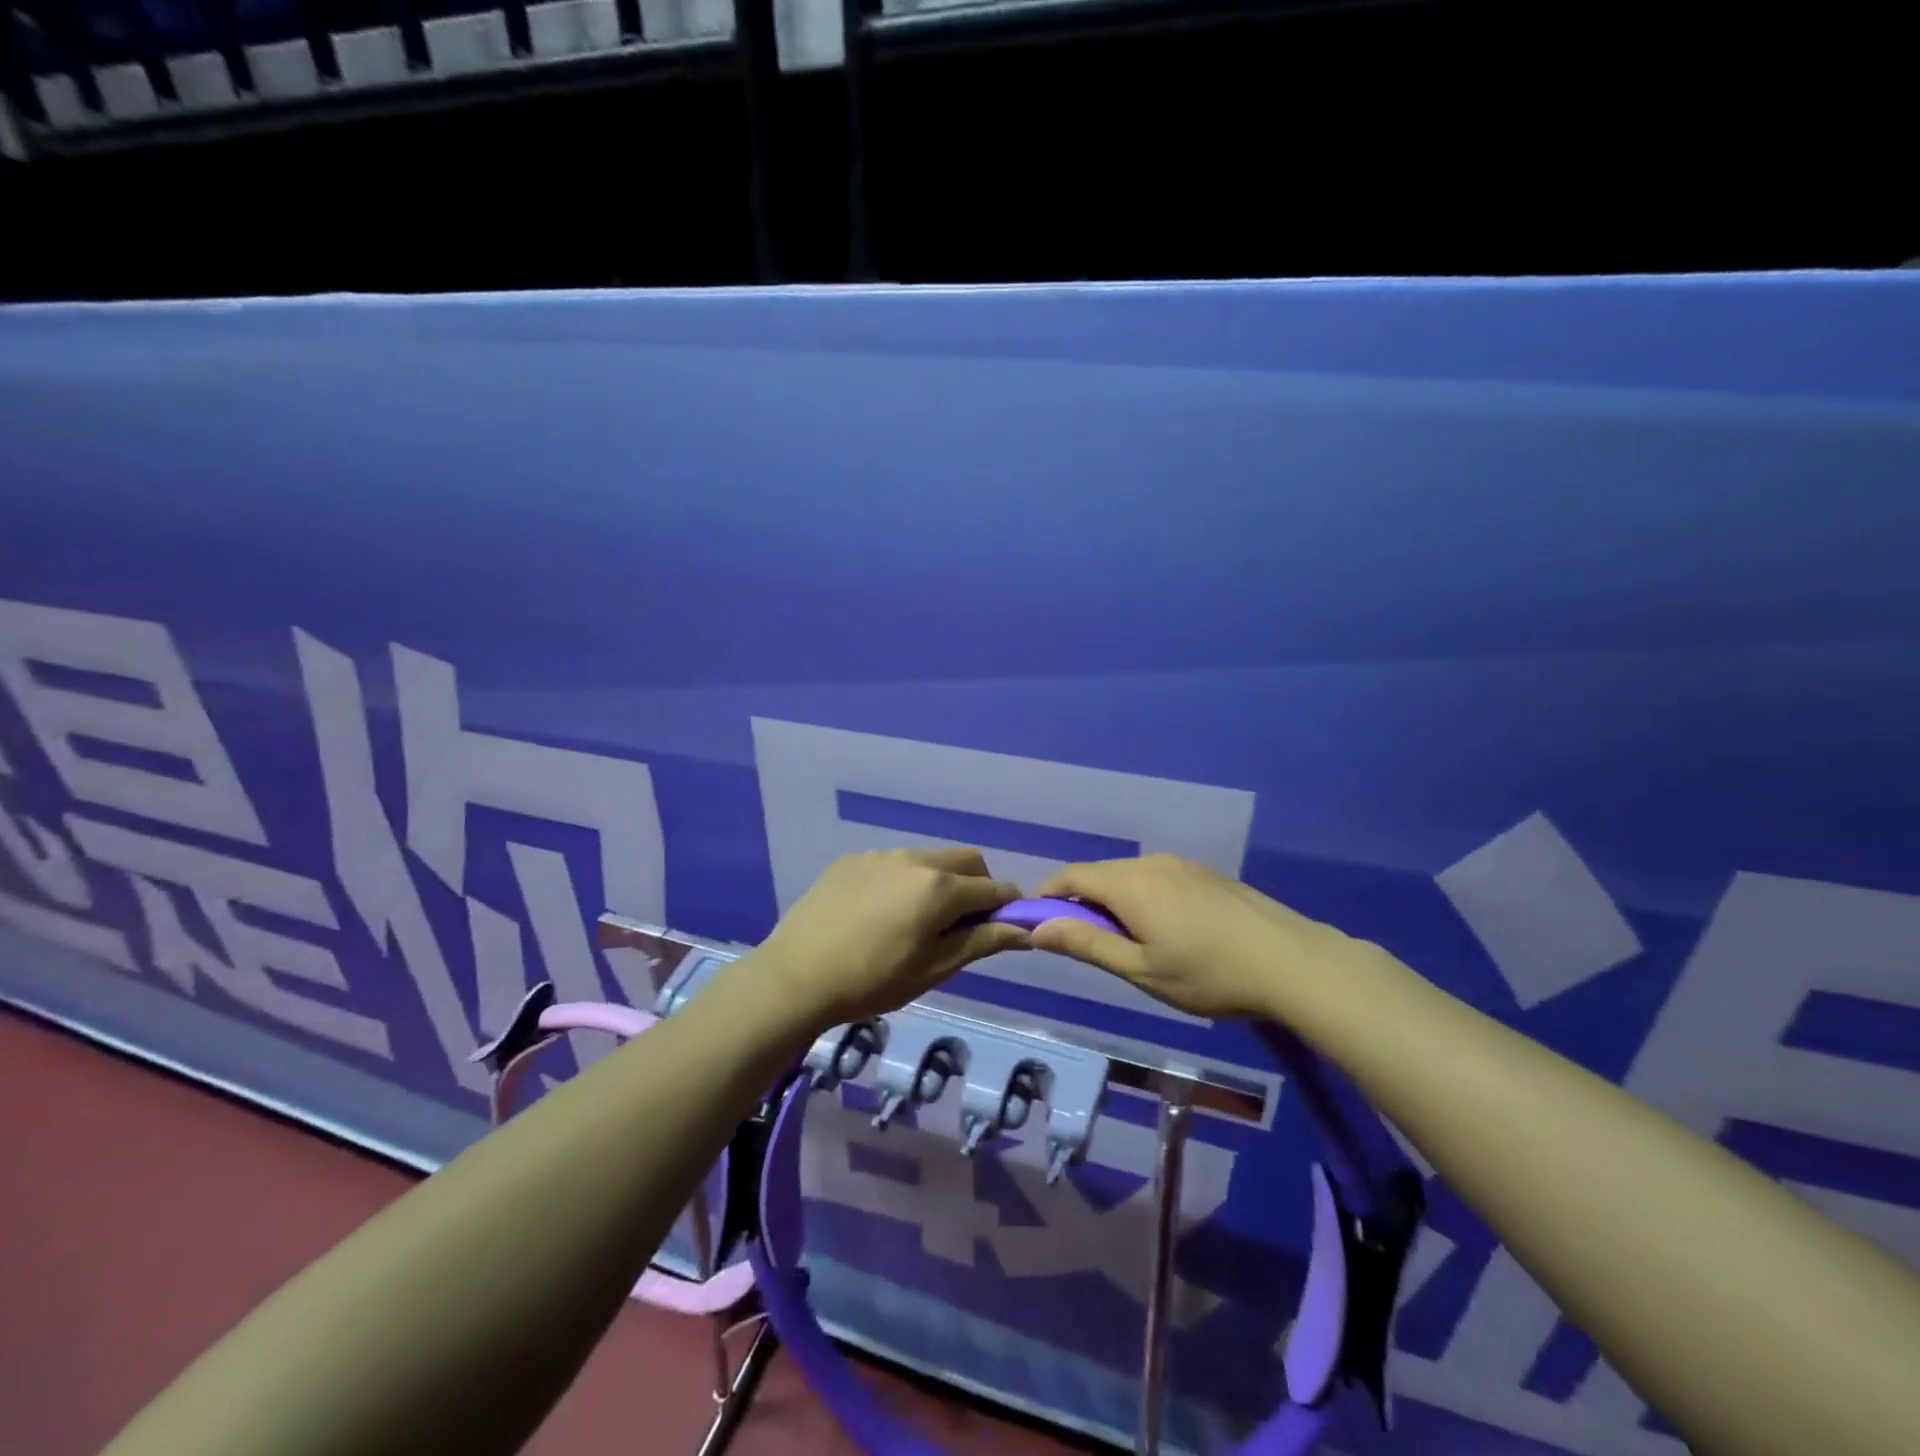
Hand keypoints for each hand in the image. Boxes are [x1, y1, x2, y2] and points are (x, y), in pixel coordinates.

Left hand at [752, 848, 1030, 1031]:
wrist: (795, 976)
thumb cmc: (872, 981)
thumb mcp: (934, 969)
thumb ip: (982, 942)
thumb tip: (1025, 929)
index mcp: (940, 888)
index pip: (994, 888)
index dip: (1007, 907)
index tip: (1005, 928)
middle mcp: (914, 859)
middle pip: (966, 861)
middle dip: (977, 886)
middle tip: (961, 925)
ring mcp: (880, 855)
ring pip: (928, 859)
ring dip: (938, 882)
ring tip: (913, 922)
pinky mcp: (852, 860)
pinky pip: (892, 863)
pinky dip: (902, 882)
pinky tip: (877, 914)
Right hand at [1028, 854, 1367, 1019]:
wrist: (1292, 962)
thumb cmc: (1209, 974)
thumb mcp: (1141, 969)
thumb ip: (1086, 945)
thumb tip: (1037, 927)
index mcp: (1129, 883)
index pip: (1071, 876)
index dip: (1047, 895)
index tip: (1036, 921)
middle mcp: (1151, 863)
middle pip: (1099, 874)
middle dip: (1080, 902)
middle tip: (1082, 943)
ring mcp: (1182, 865)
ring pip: (1129, 876)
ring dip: (1113, 901)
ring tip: (1125, 942)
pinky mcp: (1206, 874)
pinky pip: (1157, 878)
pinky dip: (1141, 898)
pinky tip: (1165, 930)